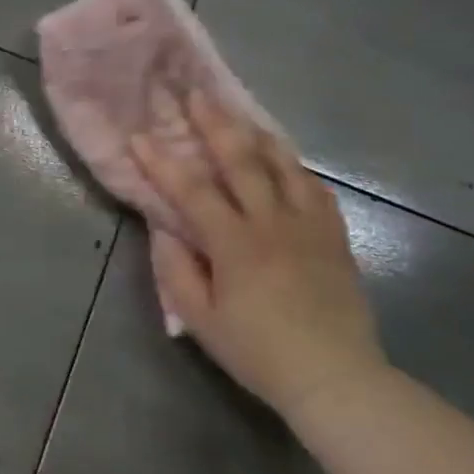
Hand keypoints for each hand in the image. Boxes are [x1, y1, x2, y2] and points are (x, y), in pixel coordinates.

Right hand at [131, 91, 386, 418]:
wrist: (335, 377)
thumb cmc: (257, 351)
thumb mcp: (200, 319)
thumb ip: (175, 269)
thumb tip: (164, 228)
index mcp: (235, 244)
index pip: (191, 191)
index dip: (161, 162)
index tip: (138, 136)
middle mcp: (273, 223)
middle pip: (242, 161)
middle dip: (215, 125)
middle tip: (196, 95)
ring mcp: (310, 226)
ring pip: (284, 165)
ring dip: (257, 135)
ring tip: (239, 114)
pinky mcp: (334, 236)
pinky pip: (314, 188)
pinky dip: (294, 166)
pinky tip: (284, 159)